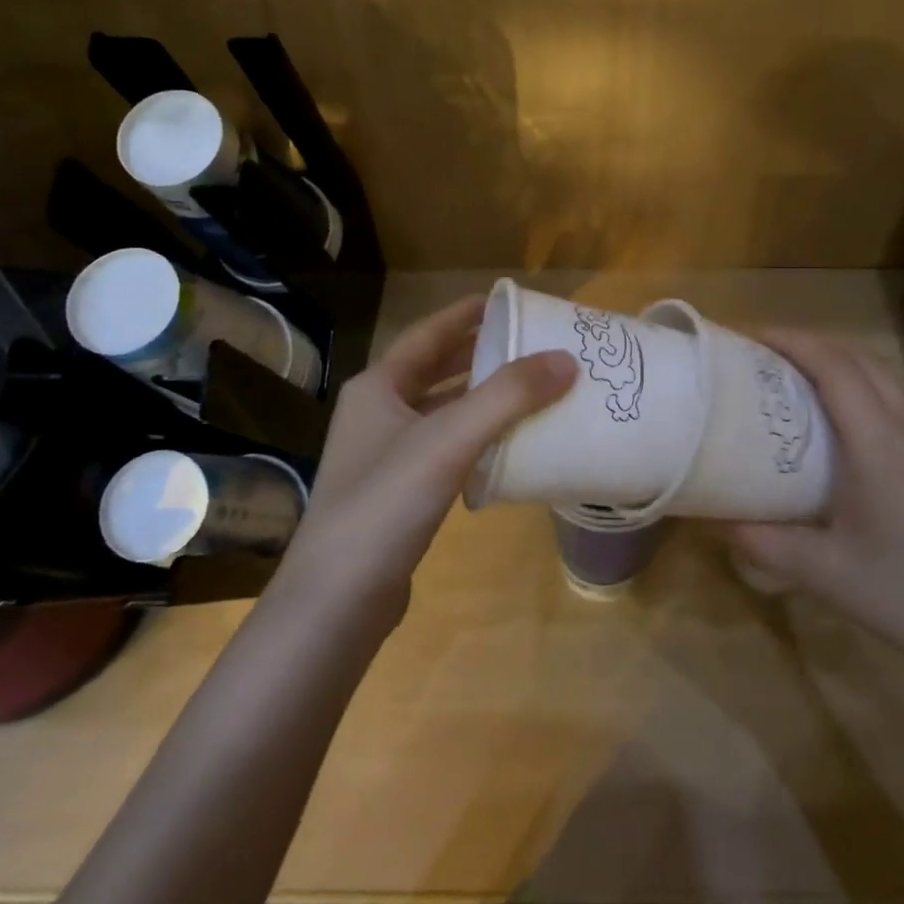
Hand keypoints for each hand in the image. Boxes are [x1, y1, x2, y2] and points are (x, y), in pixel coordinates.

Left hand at [272, 295, 575, 632]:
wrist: (336, 601)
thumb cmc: (385, 504)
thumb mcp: (449, 440)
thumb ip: (508, 396)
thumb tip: (567, 359)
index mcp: (378, 388)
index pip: (427, 335)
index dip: (464, 315)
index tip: (505, 301)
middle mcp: (377, 414)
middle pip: (434, 371)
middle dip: (477, 355)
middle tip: (527, 344)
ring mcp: (384, 456)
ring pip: (440, 412)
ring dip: (479, 398)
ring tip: (527, 388)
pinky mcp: (398, 494)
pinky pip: (444, 449)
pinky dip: (475, 438)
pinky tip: (506, 445)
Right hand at [725, 332, 903, 686]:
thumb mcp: (822, 572)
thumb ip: (761, 542)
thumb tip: (713, 518)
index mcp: (879, 443)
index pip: (834, 366)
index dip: (791, 341)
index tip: (749, 337)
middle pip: (859, 358)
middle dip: (809, 344)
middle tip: (762, 355)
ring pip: (884, 371)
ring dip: (839, 358)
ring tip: (798, 373)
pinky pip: (900, 392)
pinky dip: (865, 379)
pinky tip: (847, 409)